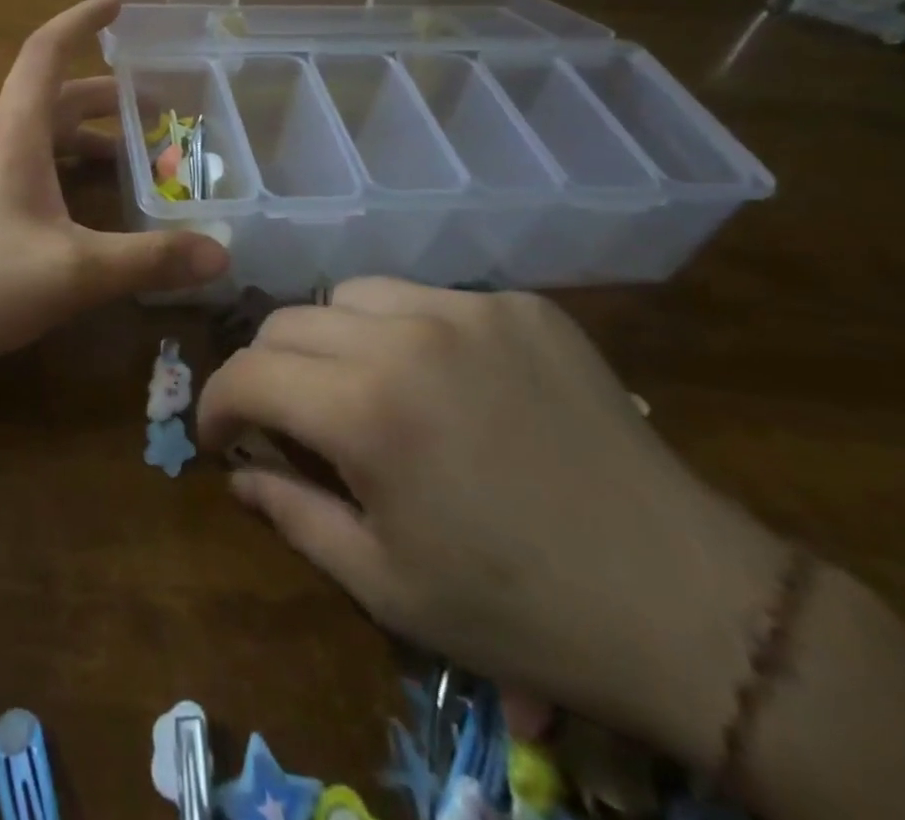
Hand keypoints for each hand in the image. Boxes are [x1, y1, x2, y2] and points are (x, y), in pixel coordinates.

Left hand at [0, 0, 227, 380]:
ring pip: (30, 138)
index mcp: (13, 134)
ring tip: (121, 160)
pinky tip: (68, 212)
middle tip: (149, 108)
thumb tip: (221, 255)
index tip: (114, 5)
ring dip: (77, 138)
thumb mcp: (74, 272)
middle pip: (47, 99)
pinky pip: (13, 168)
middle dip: (100, 97)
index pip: (45, 53)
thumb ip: (149, 261)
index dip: (81, 23)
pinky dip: (52, 169)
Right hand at [196, 277, 786, 767]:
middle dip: (267, 370)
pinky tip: (442, 381)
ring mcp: (468, 308)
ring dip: (332, 339)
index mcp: (365, 409)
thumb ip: (292, 514)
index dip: (216, 403)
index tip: (220, 435)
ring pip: (351, 294)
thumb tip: (237, 472)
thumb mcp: (385, 584)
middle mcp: (405, 334)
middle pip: (288, 321)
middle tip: (287, 418)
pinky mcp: (519, 305)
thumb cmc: (519, 610)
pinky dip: (405, 330)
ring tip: (362, 388)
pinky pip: (427, 298)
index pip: (246, 372)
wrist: (689, 605)